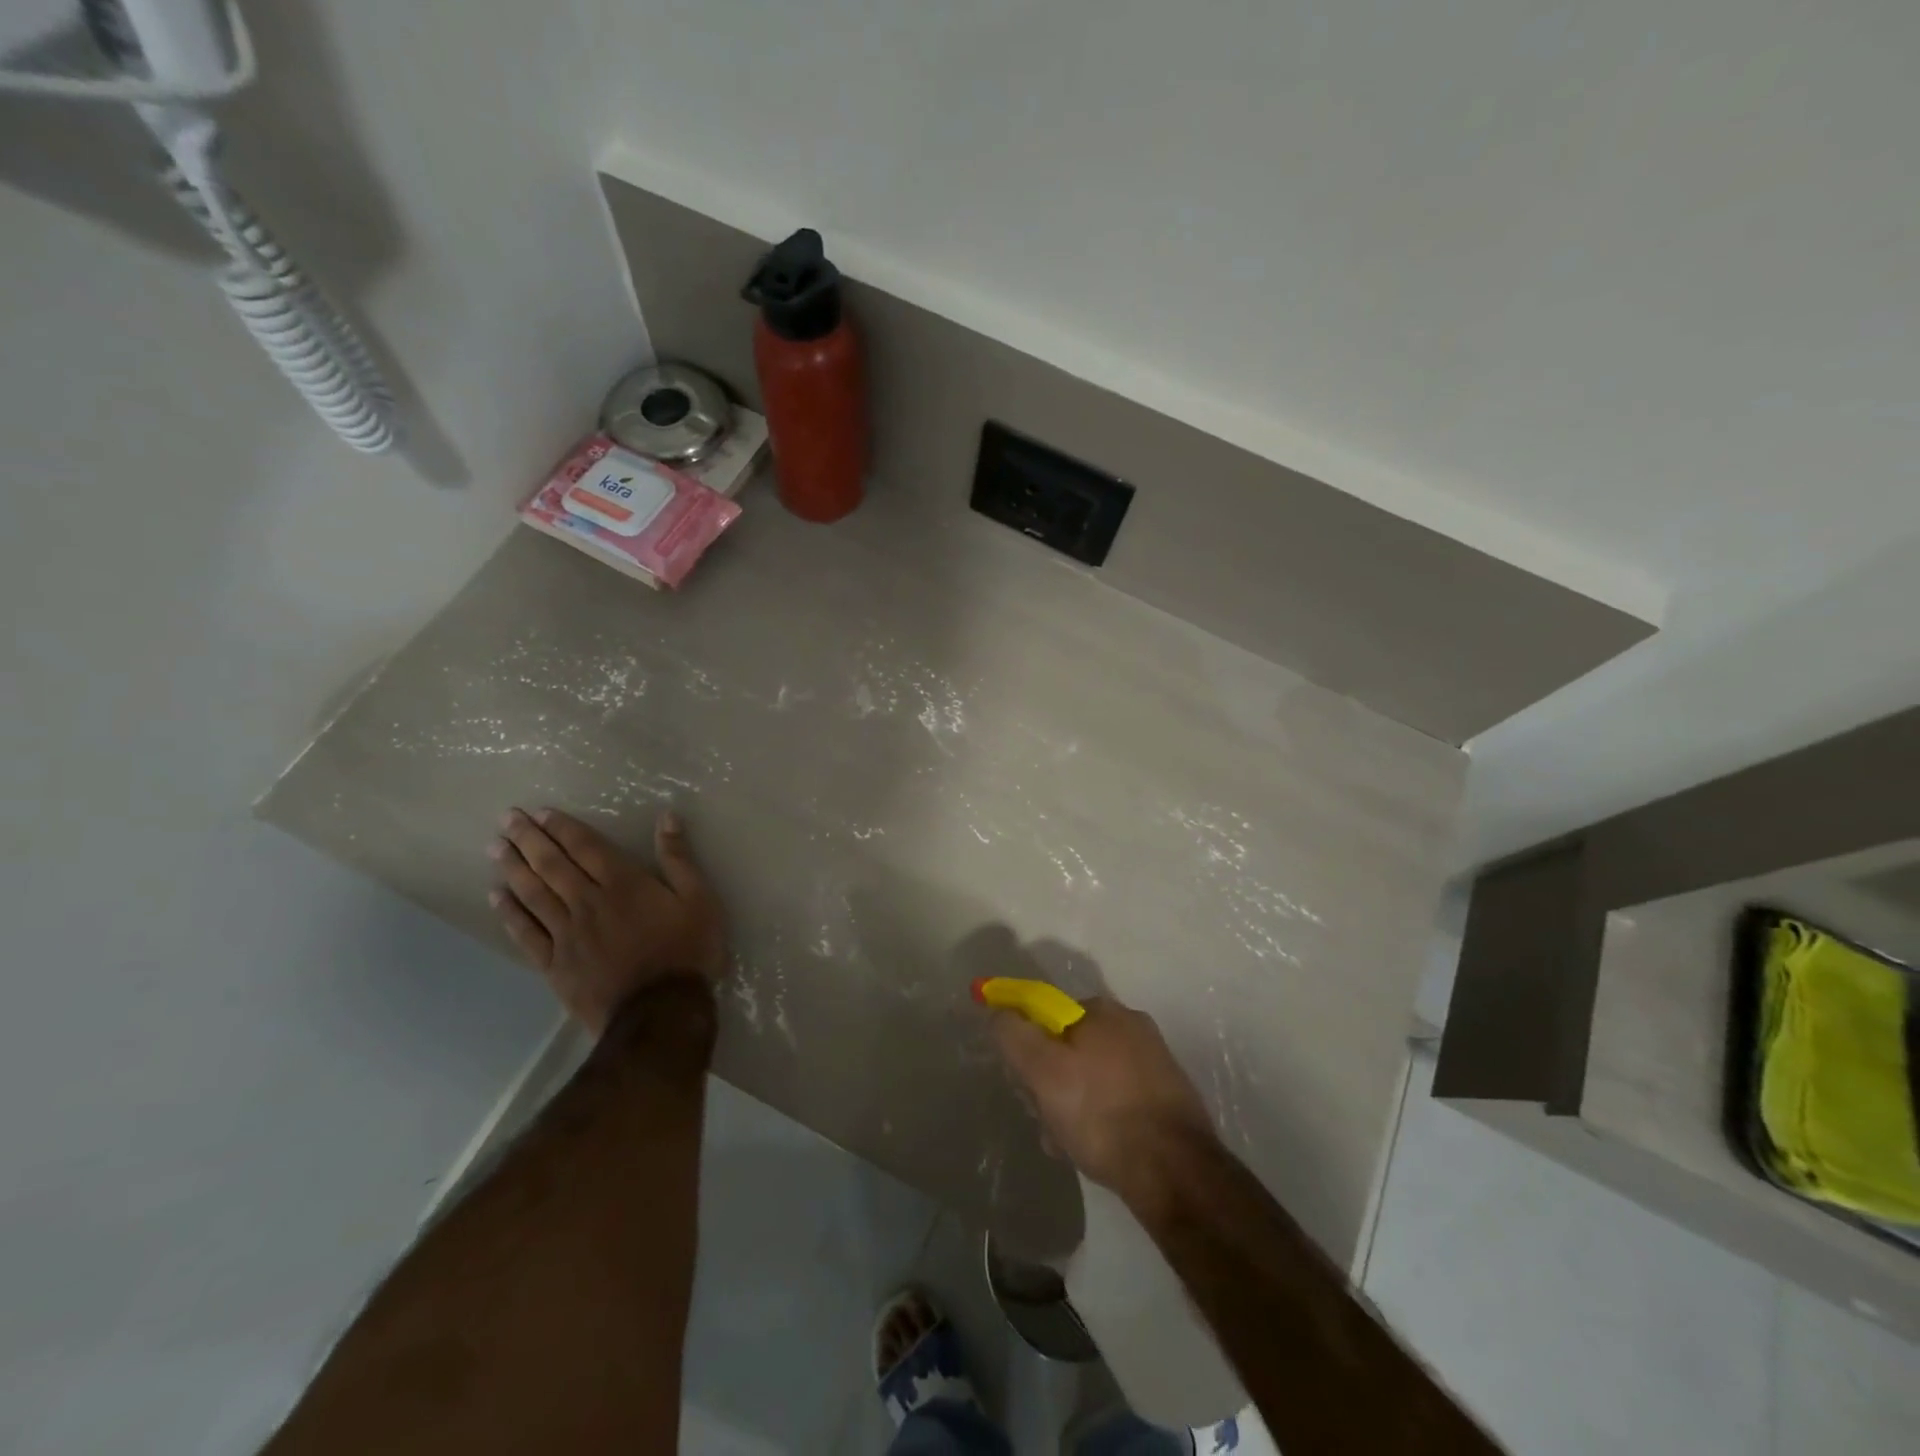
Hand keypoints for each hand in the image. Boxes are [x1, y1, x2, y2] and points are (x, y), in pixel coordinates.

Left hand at [490, 807, 726, 1034]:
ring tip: (495, 848)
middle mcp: (588, 902)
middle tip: (507, 818)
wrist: (660, 1011)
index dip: (563, 828)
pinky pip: (526, 933)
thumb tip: (667, 817)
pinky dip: (510, 913)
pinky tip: (496, 898)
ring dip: (514, 868)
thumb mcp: (699, 900)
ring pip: (533, 894)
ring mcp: (567, 934)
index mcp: (623, 884)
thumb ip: (679, 859)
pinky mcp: (555, 964)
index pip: (586, 847)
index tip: (541, 813)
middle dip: (529, 839)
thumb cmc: (687, 951)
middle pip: (553, 865)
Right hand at [990, 995, 1215, 1200]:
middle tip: (1045, 1120)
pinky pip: (1118, 1097)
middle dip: (1050, 1083)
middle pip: (1069, 1047)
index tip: (1023, 1086)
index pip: (1046, 1017)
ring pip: (1092, 1077)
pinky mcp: (1168, 1095)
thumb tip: (999, 1012)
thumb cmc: (1101, 1114)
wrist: (1174, 1171)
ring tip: (1068, 1144)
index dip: (1027, 1050)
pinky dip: (1102, 1117)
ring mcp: (1154, 1059)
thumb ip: (1014, 1035)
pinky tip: (1096, 1149)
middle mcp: (1131, 1024)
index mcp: (1102, 1010)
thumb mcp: (1042, 1071)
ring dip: (1072, 1105)